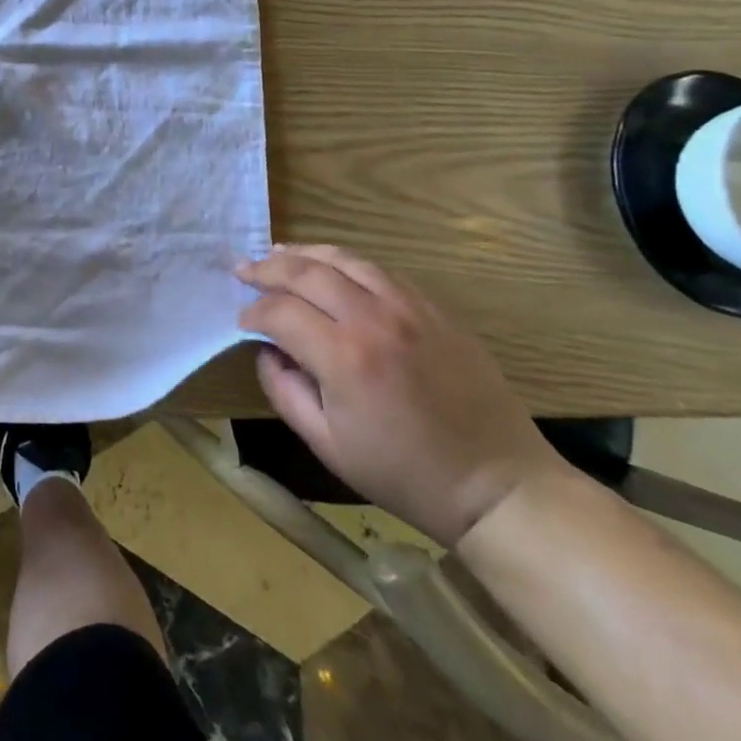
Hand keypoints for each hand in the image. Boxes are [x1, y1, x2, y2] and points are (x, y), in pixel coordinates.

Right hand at [239, 245, 566, 546]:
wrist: (499, 486)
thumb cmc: (406, 475)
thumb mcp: (327, 445)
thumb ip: (284, 391)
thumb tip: (266, 350)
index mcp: (344, 357)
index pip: (280, 311)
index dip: (252, 311)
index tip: (241, 320)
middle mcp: (373, 318)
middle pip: (306, 272)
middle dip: (267, 268)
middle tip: (243, 270)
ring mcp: (409, 307)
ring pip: (343, 259)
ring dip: (304, 254)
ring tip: (278, 254)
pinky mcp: (435, 308)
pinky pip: (380, 270)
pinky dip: (345, 263)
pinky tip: (331, 269)